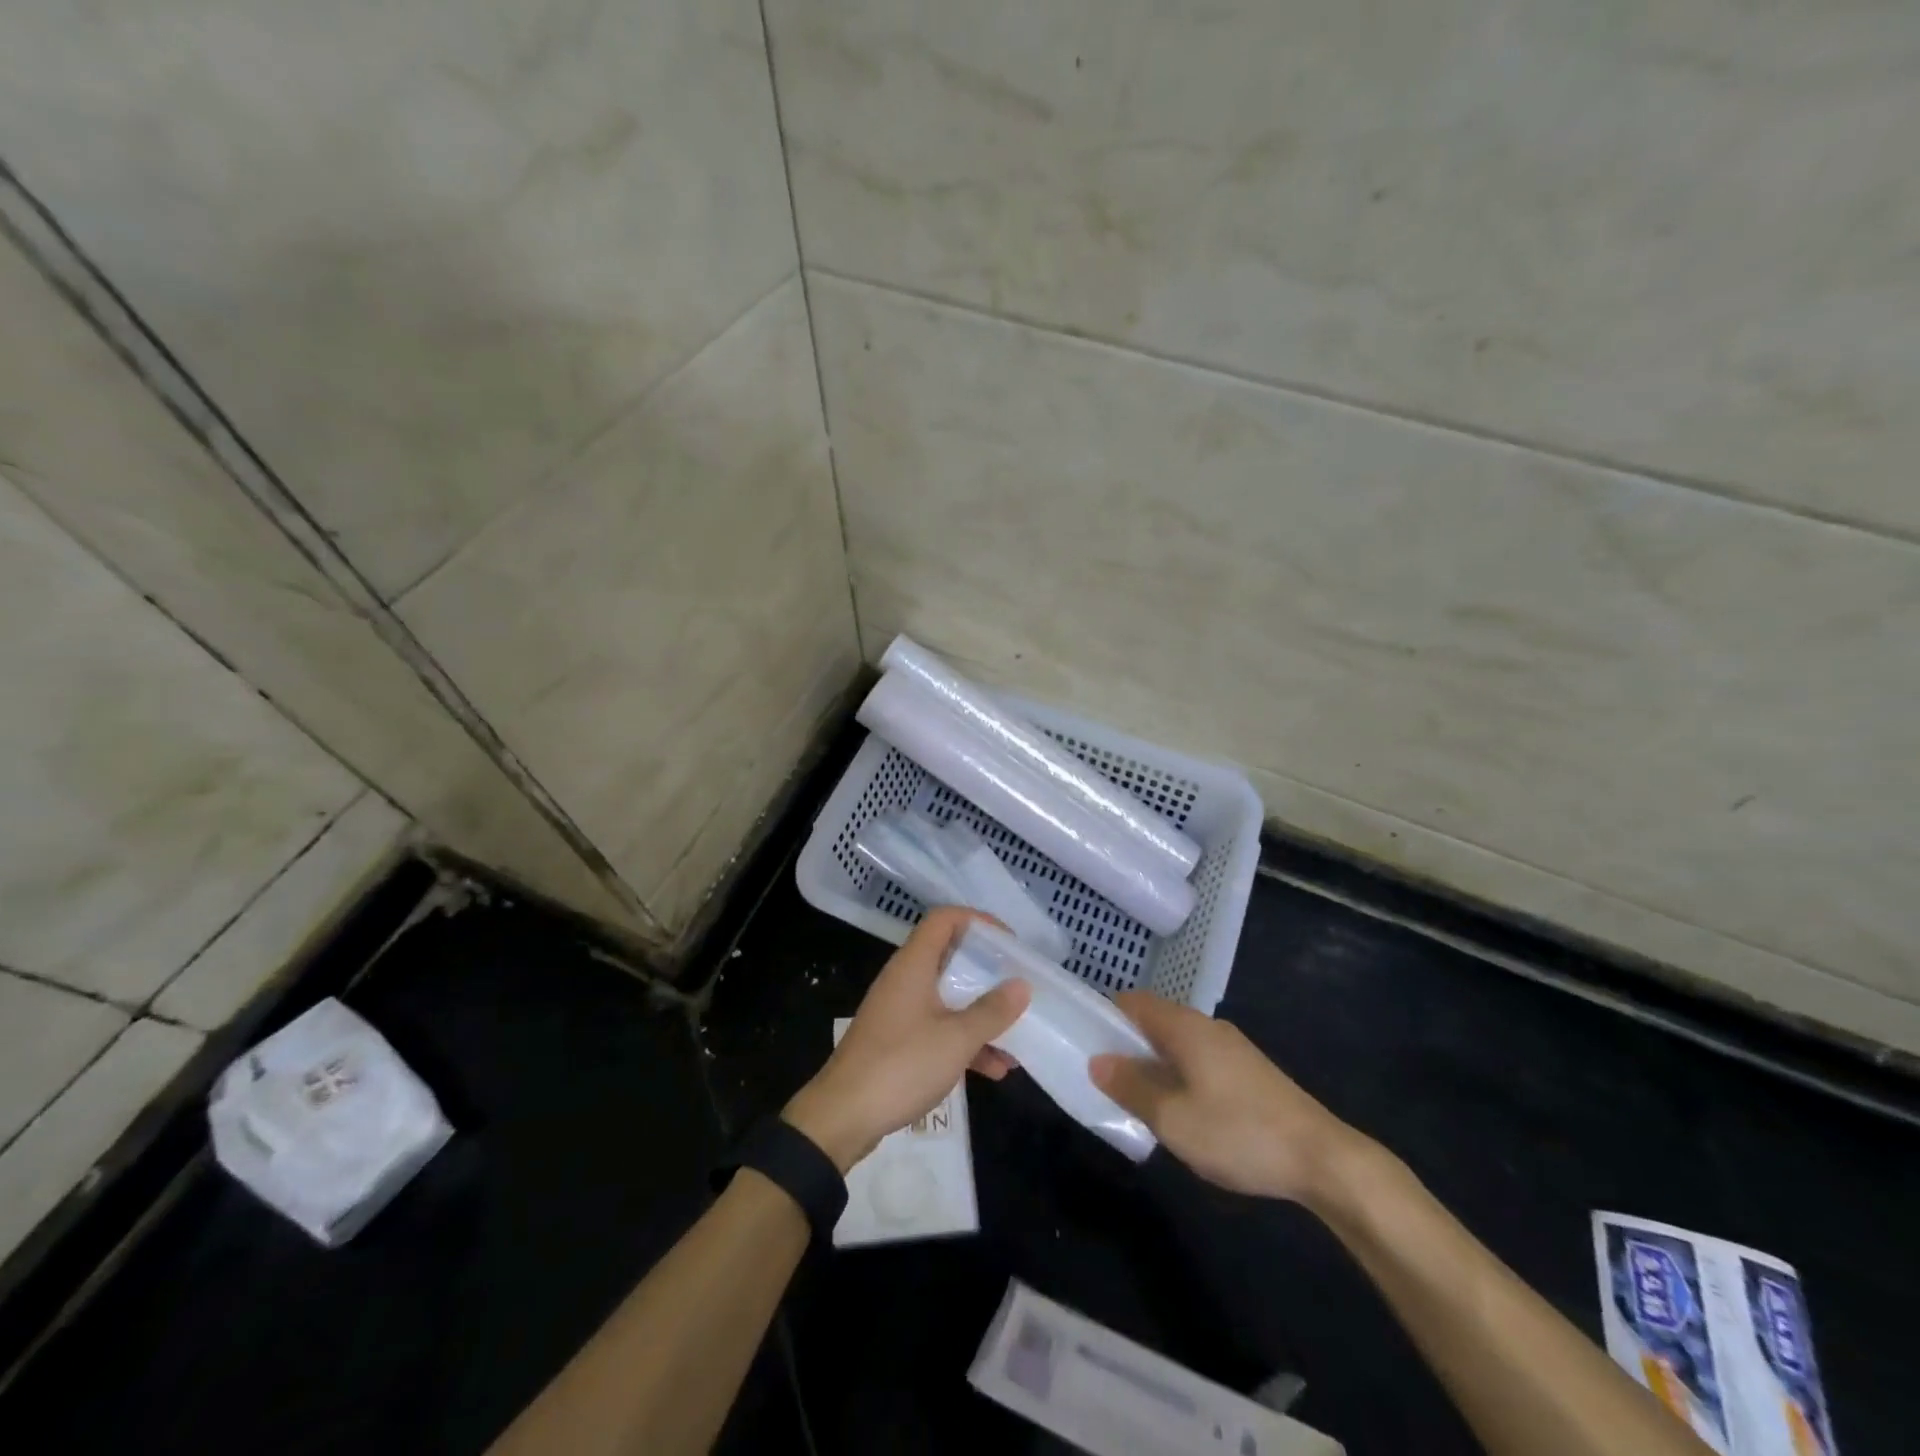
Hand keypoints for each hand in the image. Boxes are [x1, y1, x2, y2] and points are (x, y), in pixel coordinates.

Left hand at [784, 907, 1030, 1172]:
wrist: (842, 1117)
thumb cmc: (901, 1065)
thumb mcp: (956, 1039)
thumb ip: (991, 1011)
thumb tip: (1021, 985)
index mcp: (914, 964)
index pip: (945, 919)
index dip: (978, 920)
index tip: (1009, 942)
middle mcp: (905, 980)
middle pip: (949, 957)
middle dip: (987, 972)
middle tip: (1017, 985)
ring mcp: (899, 1011)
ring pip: (947, 998)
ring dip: (980, 1015)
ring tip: (1016, 1038)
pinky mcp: (897, 1041)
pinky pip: (938, 1028)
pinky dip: (964, 1042)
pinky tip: (994, 1069)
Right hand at [1090, 992, 1372, 1206]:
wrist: (1323, 1159)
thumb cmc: (1239, 1133)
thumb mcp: (1173, 1119)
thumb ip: (1131, 1088)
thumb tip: (1097, 1060)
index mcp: (1185, 1027)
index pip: (1133, 1002)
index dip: (1105, 1015)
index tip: (1083, 1040)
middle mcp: (1207, 1027)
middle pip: (1155, 1021)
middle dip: (1127, 1044)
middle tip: (1104, 1078)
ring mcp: (1232, 1049)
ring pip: (1178, 1044)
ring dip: (1154, 1064)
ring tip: (1137, 1099)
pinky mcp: (1249, 1073)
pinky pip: (1199, 1061)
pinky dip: (1179, 1075)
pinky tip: (1180, 1111)